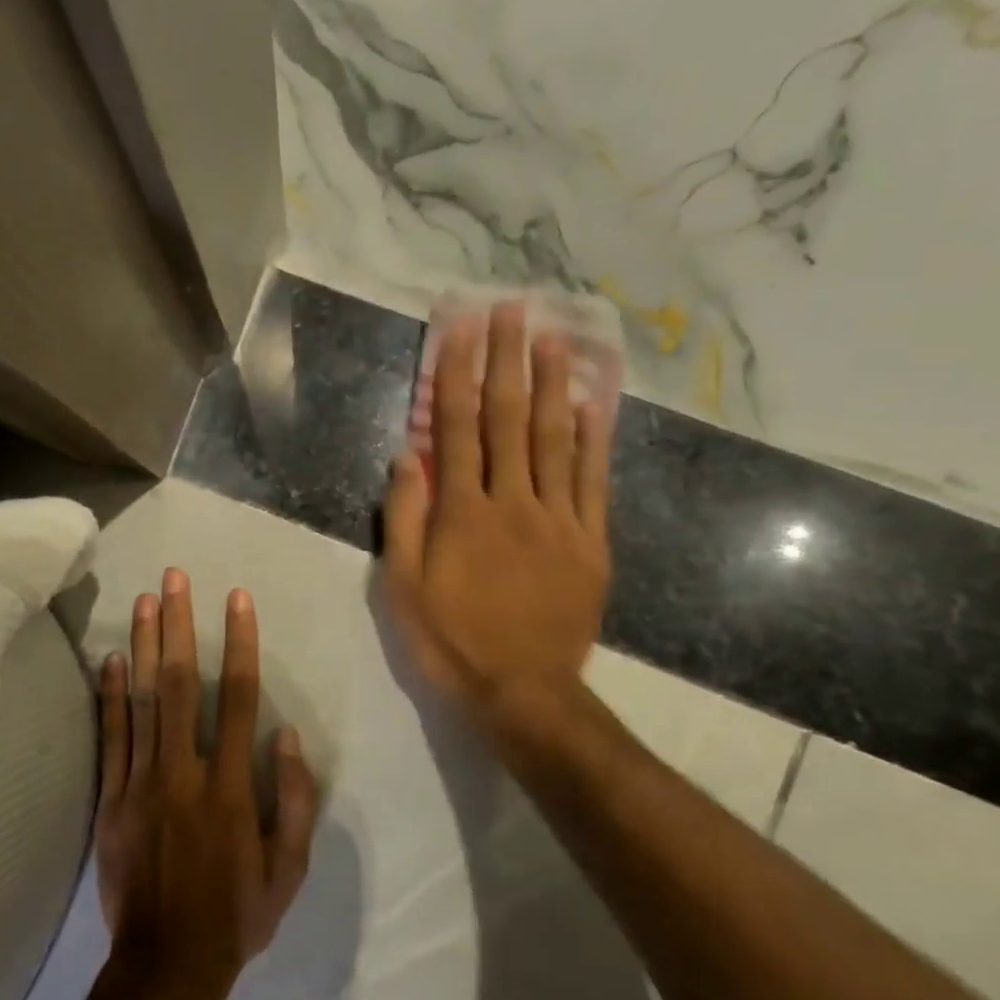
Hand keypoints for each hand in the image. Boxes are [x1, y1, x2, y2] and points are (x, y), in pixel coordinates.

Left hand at [96, 569, 317, 999]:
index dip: (241, 643)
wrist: (167, 965)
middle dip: (180, 625)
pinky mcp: (111, 799)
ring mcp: (141, 783)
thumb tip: (286, 735)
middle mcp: (184, 772)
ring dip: (146, 646)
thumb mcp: (289, 870)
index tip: (237, 599)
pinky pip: (112, 737)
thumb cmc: (236, 915)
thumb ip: (295, 799)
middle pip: (182, 684)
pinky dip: (112, 695)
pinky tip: (113, 659)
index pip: (241, 698)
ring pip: (144, 701)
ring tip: (145, 600)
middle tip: (174, 578)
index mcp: (231, 787)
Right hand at [383, 301, 613, 755]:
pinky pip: (594, 480)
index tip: (462, 327)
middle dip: (508, 359)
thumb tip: (406, 454)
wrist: (522, 691)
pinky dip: (595, 438)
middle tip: (513, 308)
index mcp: (462, 513)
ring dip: (554, 383)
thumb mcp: (403, 587)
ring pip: (556, 439)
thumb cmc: (450, 640)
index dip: (458, 373)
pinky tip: (596, 402)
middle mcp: (512, 502)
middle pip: (510, 419)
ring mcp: (559, 519)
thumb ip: (404, 518)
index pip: (458, 427)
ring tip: (555, 335)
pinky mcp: (591, 542)